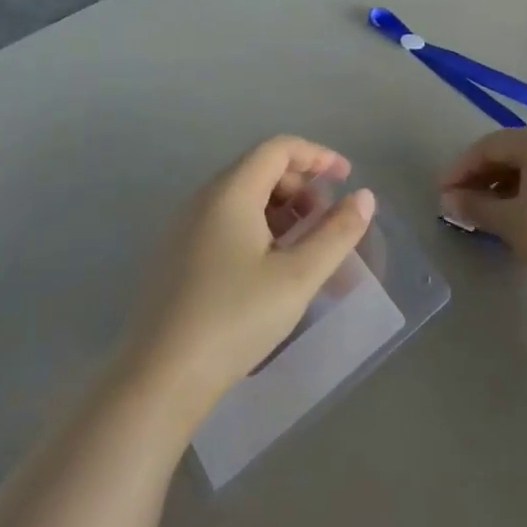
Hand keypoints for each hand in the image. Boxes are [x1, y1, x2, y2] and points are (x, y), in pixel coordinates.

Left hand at [120, 136, 375, 428]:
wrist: (161, 377)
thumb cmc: (236, 318)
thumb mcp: (298, 276)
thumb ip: (336, 232)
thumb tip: (364, 197)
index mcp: (230, 193)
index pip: (277, 148)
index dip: (317, 155)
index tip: (347, 176)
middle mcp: (203, 200)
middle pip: (259, 169)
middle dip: (301, 185)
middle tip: (329, 219)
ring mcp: (185, 228)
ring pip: (242, 198)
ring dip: (281, 209)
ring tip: (307, 245)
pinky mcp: (178, 257)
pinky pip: (225, 222)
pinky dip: (258, 228)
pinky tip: (273, 266)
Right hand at [440, 125, 526, 311]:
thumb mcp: (508, 221)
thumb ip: (474, 206)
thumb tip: (448, 201)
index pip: (488, 147)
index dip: (461, 169)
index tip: (442, 193)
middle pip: (512, 150)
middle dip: (483, 175)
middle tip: (461, 201)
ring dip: (506, 182)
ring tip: (487, 209)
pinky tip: (519, 209)